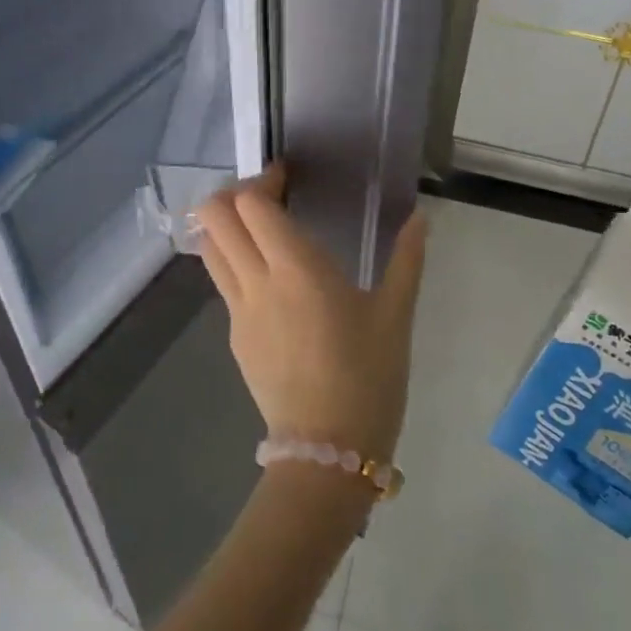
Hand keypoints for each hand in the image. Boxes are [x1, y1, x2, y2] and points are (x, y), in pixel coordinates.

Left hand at [195, 164, 427, 462]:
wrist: (328, 453)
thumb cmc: (368, 377)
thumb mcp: (395, 315)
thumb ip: (407, 259)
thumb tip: (421, 217)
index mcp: (296, 268)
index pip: (251, 204)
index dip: (262, 180)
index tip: (287, 177)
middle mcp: (257, 281)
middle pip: (214, 217)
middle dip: (233, 194)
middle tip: (270, 199)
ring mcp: (237, 311)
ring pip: (209, 248)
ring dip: (226, 226)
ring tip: (262, 231)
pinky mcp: (233, 336)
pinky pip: (222, 282)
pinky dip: (233, 261)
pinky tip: (270, 279)